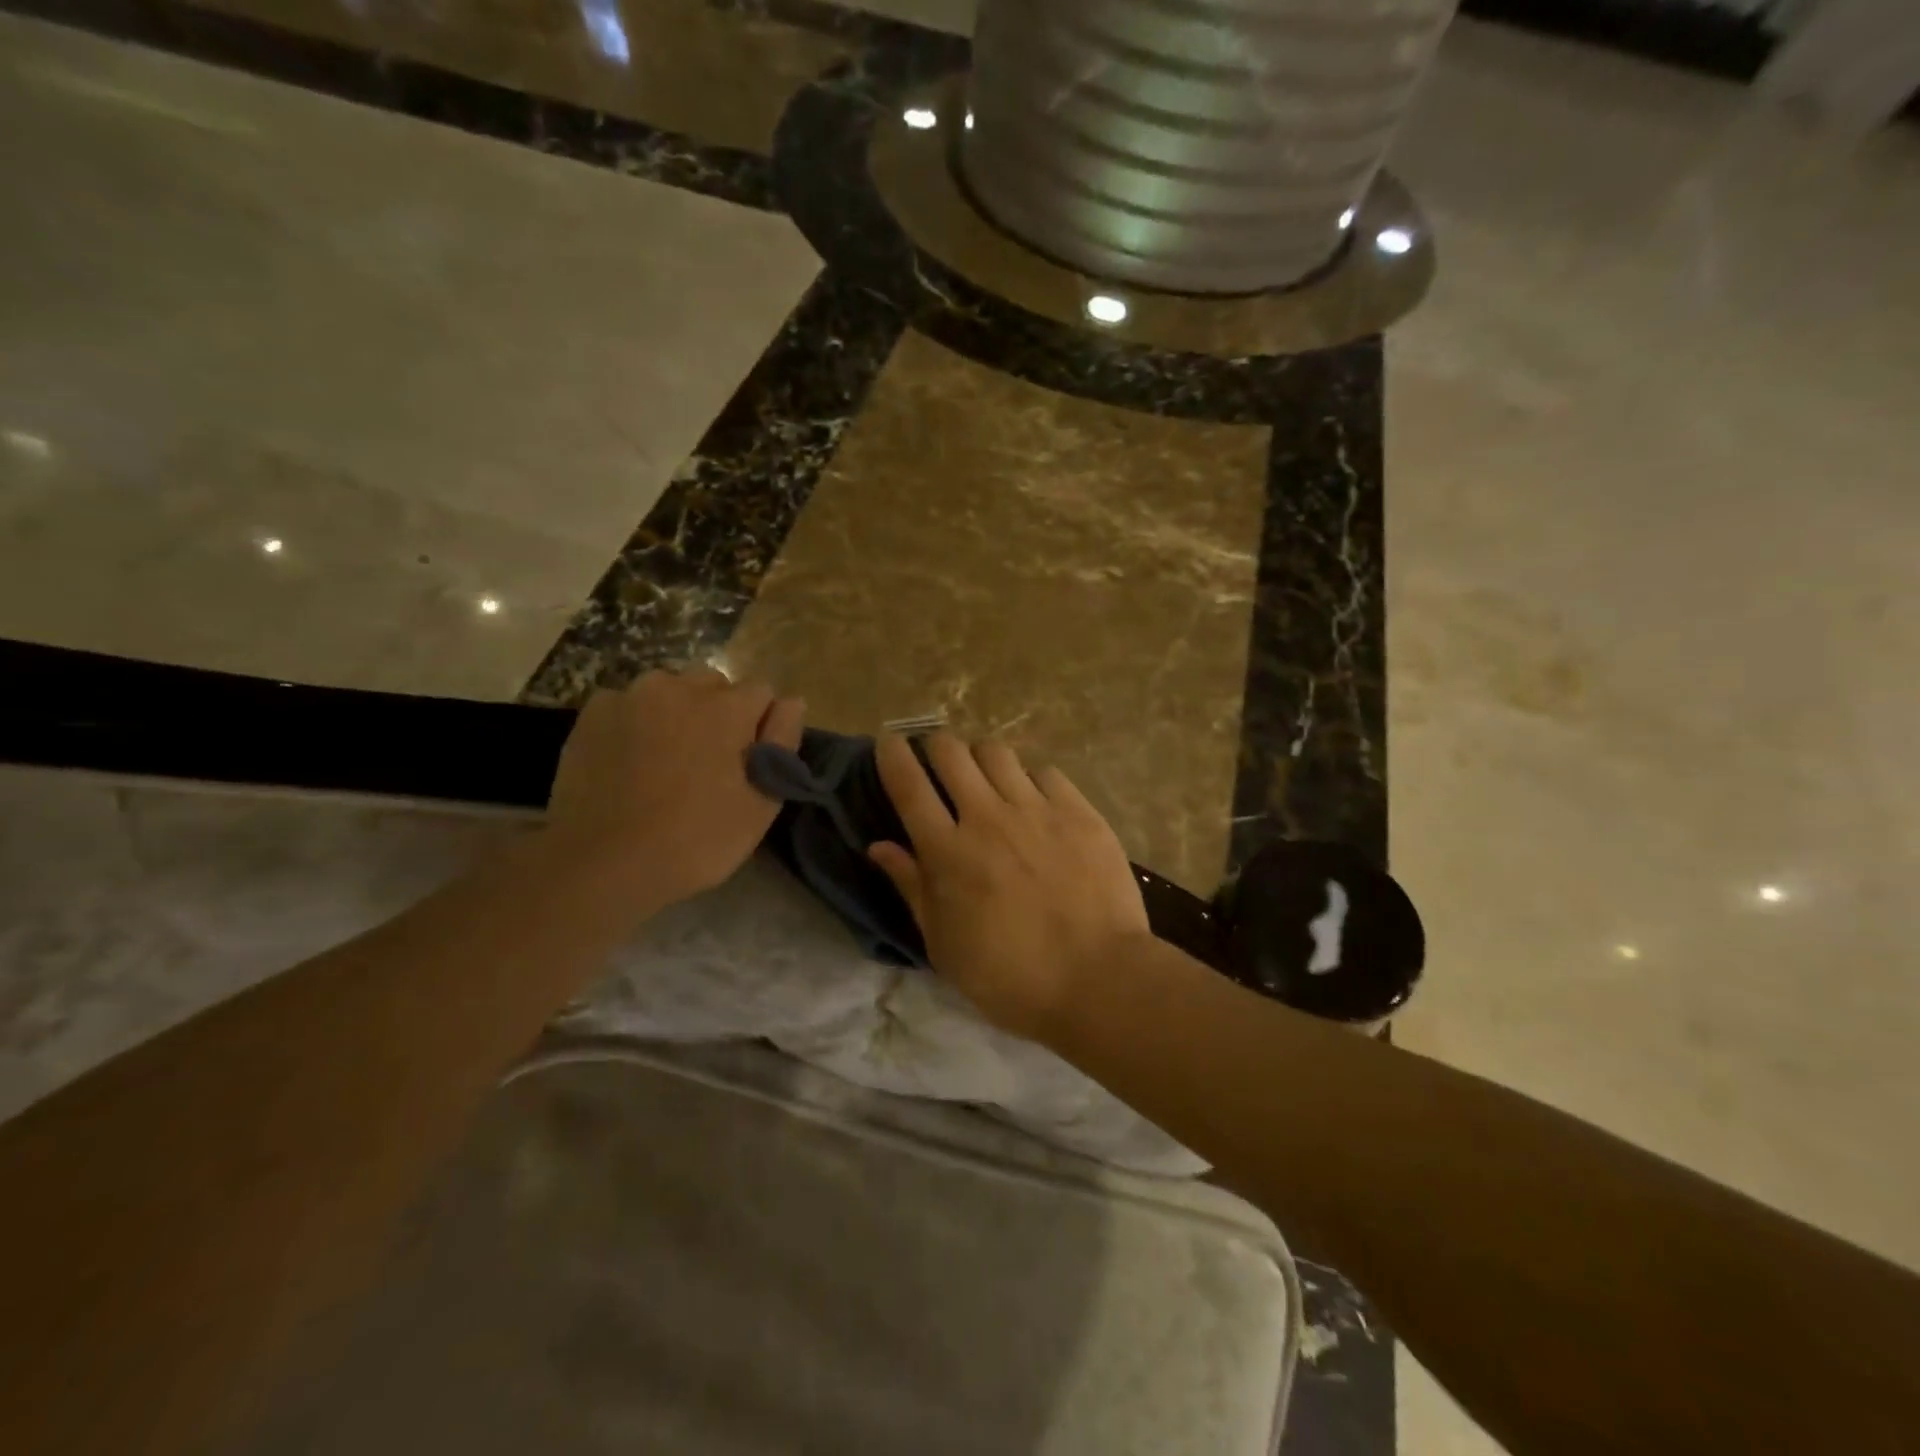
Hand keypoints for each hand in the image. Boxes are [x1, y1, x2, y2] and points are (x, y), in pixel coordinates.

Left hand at [545, 669, 804, 909]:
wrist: (603, 862)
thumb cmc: (696, 839)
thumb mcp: (760, 803)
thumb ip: (782, 742)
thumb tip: (792, 701)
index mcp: (727, 707)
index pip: (762, 692)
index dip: (760, 725)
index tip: (748, 761)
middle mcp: (680, 686)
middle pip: (715, 685)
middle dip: (719, 712)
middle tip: (707, 762)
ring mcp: (631, 696)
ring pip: (670, 690)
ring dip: (676, 712)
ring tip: (665, 760)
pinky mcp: (593, 712)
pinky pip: (629, 704)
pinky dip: (636, 722)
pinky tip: (629, 760)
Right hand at [868, 733, 1149, 1041]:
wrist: (1099, 980)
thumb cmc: (1011, 977)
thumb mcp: (945, 946)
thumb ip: (912, 887)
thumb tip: (879, 846)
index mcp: (948, 853)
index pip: (909, 785)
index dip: (893, 755)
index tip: (888, 741)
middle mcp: (988, 818)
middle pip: (951, 752)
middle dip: (936, 746)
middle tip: (939, 763)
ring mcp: (1037, 810)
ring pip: (996, 752)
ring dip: (980, 757)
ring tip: (986, 777)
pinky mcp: (1079, 812)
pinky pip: (1045, 772)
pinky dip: (1030, 779)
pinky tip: (1035, 801)